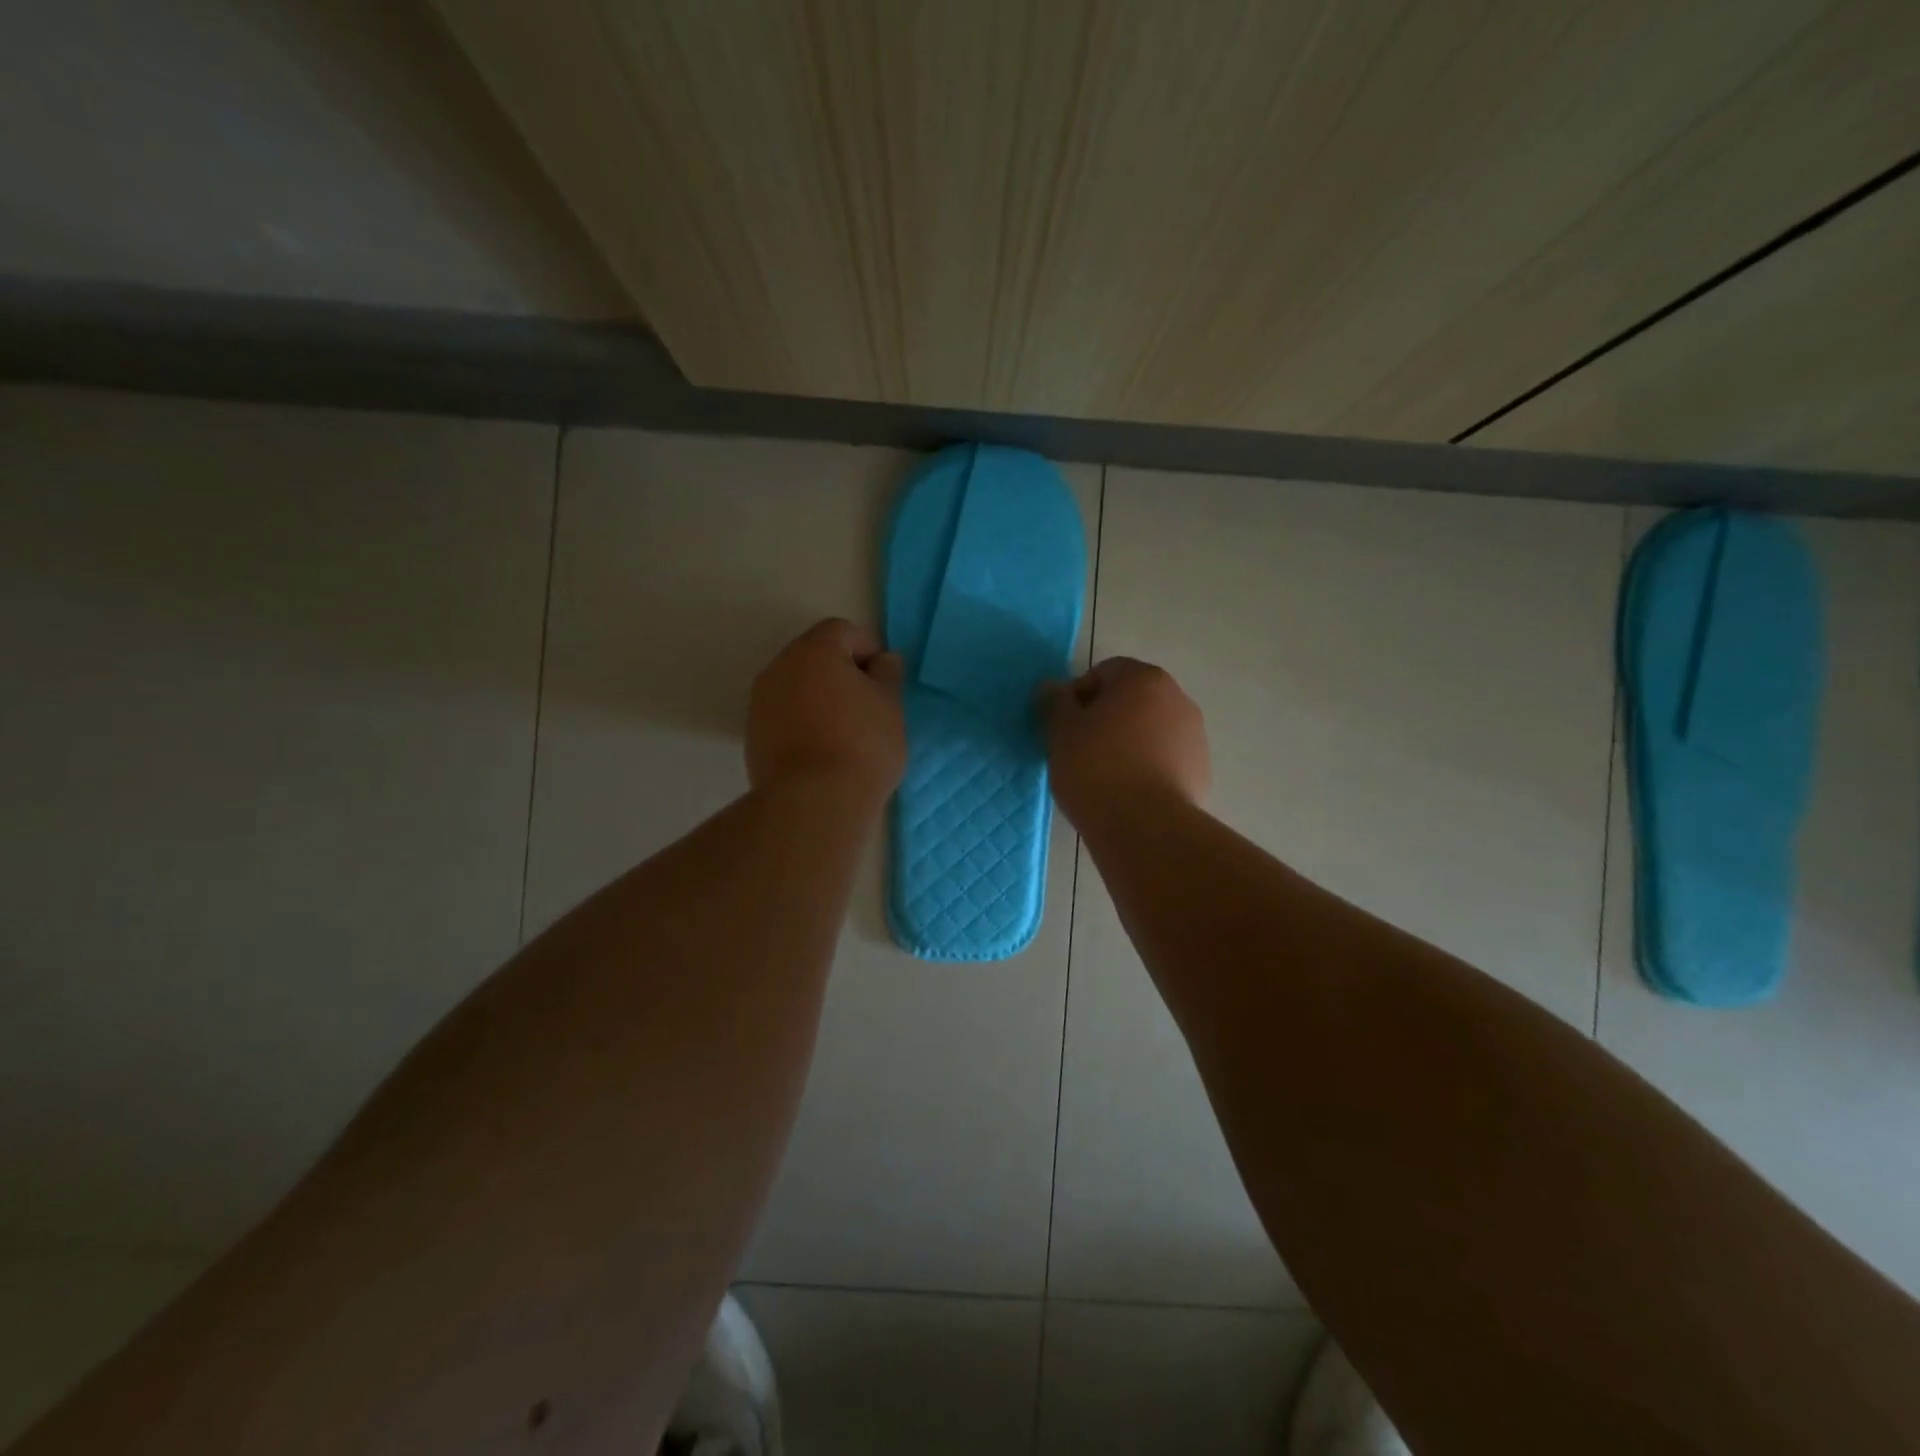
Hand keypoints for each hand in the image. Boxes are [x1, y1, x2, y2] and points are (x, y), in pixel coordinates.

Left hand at [747, 618, 905, 800]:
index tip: (885, 683)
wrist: (814, 803)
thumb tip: (882, 661)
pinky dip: (803, 722)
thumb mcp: (890, 706)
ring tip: (846, 733)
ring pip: (798, 686)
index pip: (844, 631)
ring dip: (821, 698)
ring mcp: (761, 702)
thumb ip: (887, 674)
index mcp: (814, 650)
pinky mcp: (753, 735)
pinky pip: (785, 715)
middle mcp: (780, 667)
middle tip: (869, 707)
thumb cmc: (862, 745)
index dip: (869, 651)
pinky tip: (823, 751)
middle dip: (842, 673)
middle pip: (816, 656)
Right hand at [1041, 657, 1209, 827]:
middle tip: (1080, 751)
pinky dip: (1148, 768)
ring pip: (1150, 730)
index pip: (1104, 672)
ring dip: (1129, 743)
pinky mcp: (1201, 771)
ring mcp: (1195, 736)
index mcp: (1144, 679)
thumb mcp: (1061, 732)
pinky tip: (1129, 795)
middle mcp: (1177, 698)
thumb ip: (1055, 702)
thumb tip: (1052, 687)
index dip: (1079, 697)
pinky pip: (1165, 760)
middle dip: (1106, 719)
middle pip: (1131, 700)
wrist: (1146, 827)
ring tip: (1105, 777)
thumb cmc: (1096, 768)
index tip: (1065, 728)